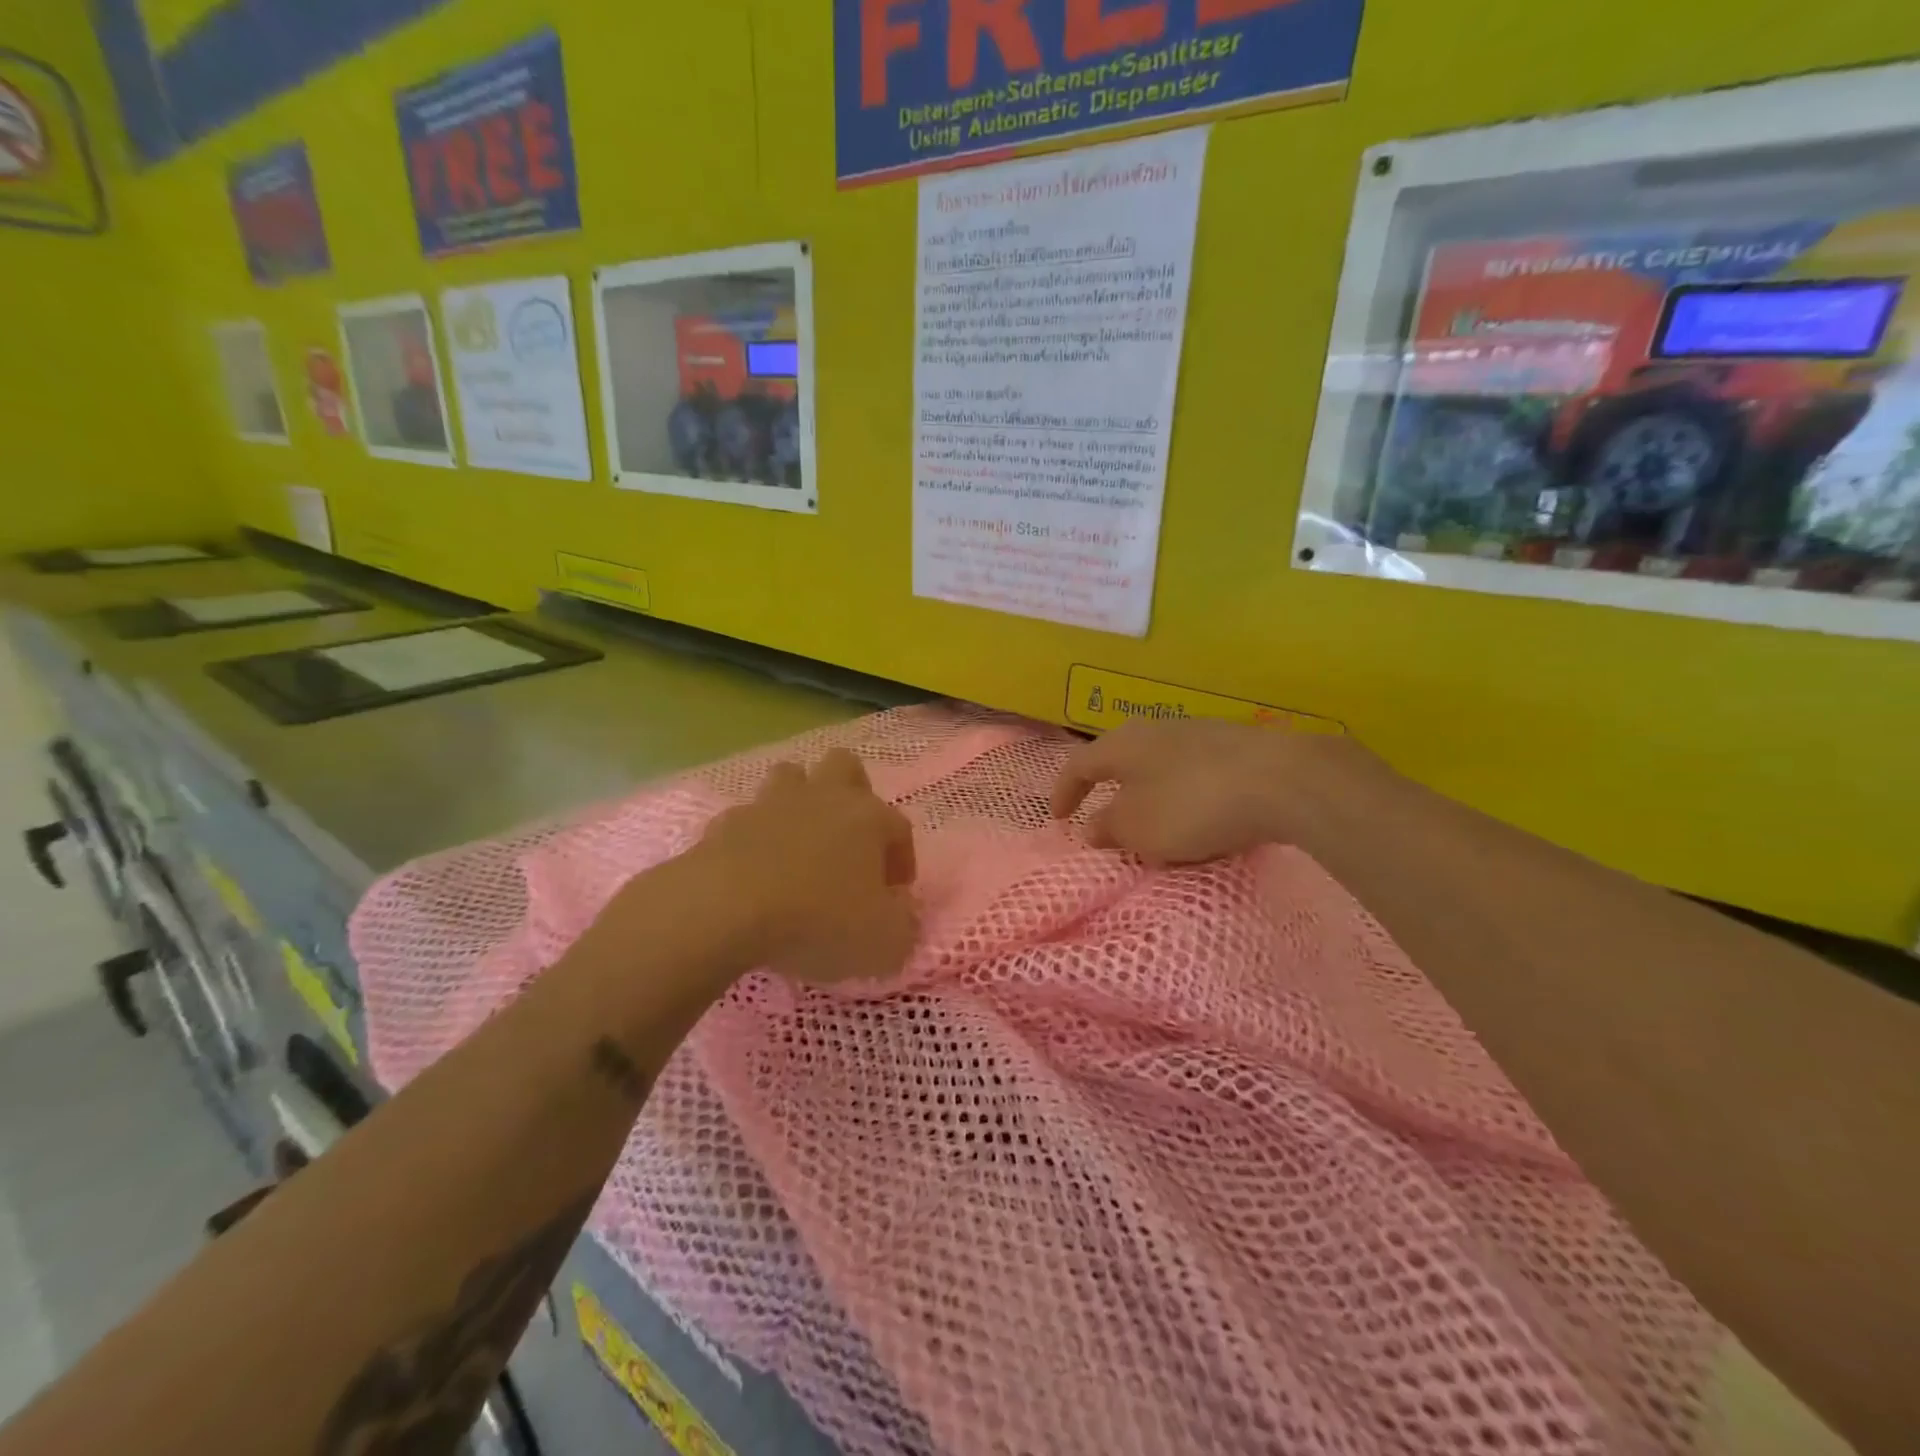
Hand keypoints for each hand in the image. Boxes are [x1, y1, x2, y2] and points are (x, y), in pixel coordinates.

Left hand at [696, 749, 919, 984]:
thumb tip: (898, 913)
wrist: (725, 909)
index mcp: (868, 818)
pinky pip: (747, 819)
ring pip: (791, 777)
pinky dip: (754, 838)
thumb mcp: (882, 942)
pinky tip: (753, 870)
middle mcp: (823, 797)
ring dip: (799, 803)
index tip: (895, 894)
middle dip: (852, 794)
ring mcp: (770, 804)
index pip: (899, 827)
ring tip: (800, 845)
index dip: (902, 859)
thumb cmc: (818, 920)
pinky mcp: (726, 822)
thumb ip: (902, 926)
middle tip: (850, 841)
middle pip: (844, 767)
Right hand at [1051, 719, 1379, 864]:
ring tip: (1153, 825)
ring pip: (1160, 766)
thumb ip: (1108, 828)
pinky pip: (1194, 774)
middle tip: (1104, 820)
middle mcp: (1156, 730)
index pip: (1078, 765)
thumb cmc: (1191, 805)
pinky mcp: (1236, 747)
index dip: (1063, 792)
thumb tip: (1093, 827)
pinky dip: (1184, 797)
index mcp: (1122, 744)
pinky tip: (1200, 820)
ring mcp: (1199, 734)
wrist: (1283, 780)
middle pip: (1120, 760)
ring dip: (1149, 796)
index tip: (1058, 819)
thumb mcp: (1138, 828)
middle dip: (1109, 791)